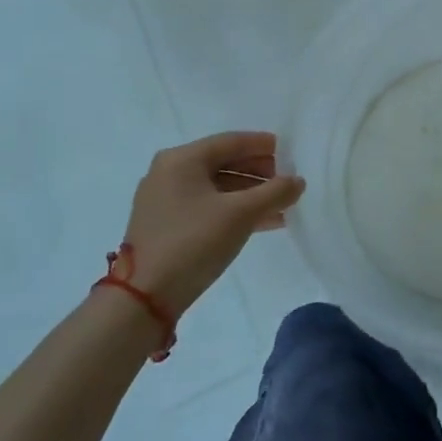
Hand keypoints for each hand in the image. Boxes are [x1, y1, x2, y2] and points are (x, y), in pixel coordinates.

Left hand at [117, 132, 304, 315]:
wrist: (144, 298)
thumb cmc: (194, 242)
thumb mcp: (241, 214)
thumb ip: (275, 192)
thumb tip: (297, 181)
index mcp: (182, 159)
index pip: (231, 142)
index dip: (263, 145)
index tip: (290, 153)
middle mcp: (169, 172)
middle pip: (223, 162)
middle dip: (258, 172)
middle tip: (286, 182)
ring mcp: (163, 200)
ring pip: (217, 187)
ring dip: (249, 195)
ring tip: (280, 206)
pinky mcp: (164, 225)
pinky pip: (206, 206)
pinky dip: (232, 210)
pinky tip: (260, 223)